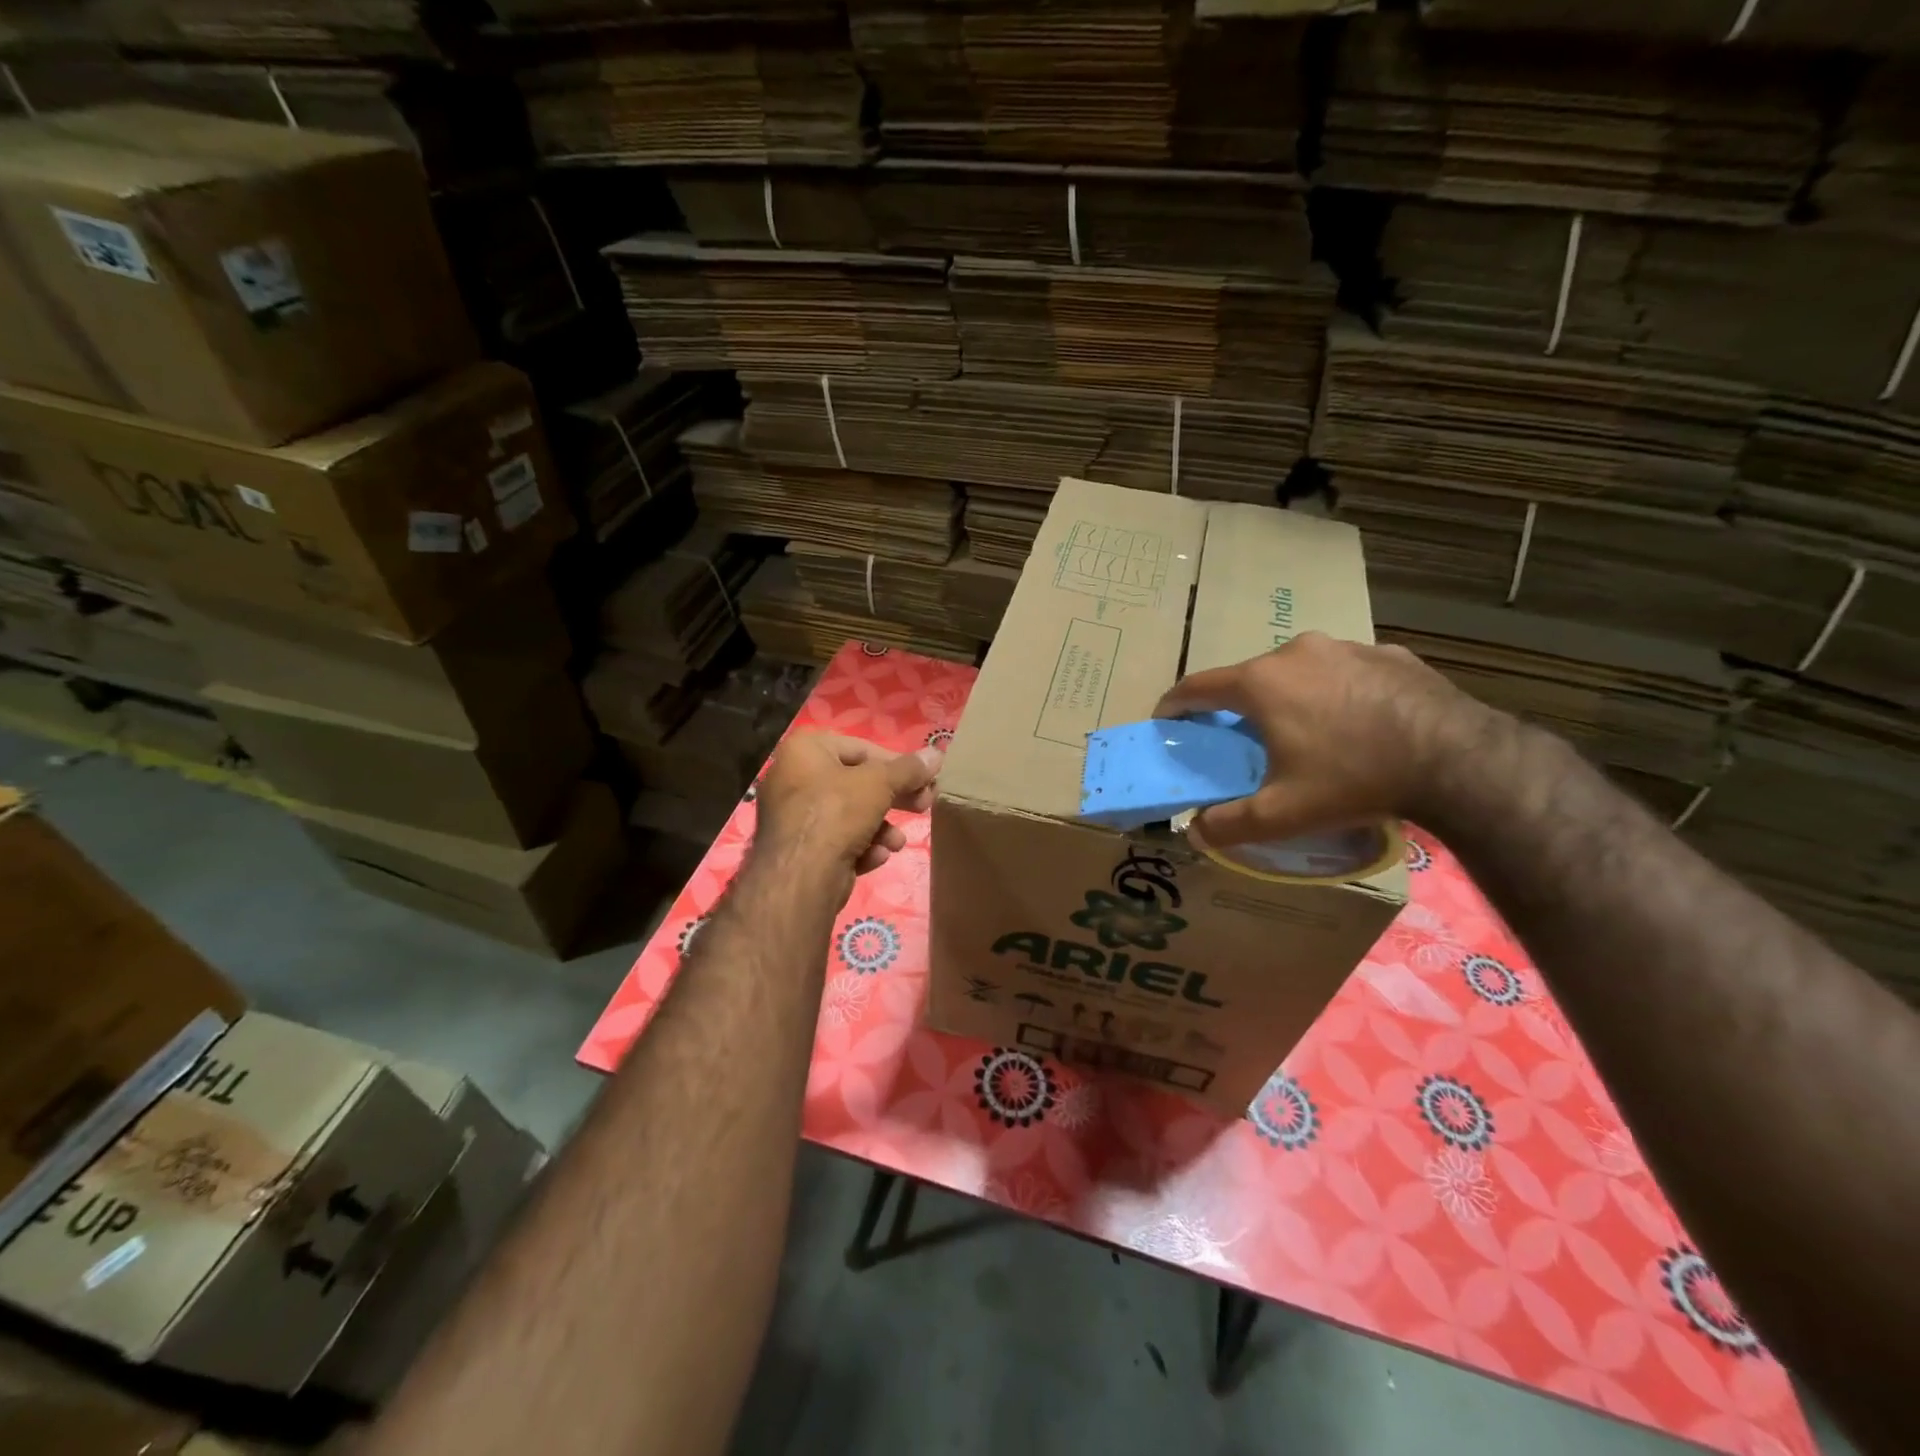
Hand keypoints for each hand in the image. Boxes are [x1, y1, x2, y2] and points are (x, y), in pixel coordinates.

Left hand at [754, 732, 941, 882]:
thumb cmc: (837, 812)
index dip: (898, 764)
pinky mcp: (799, 849)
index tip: (925, 779)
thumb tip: (935, 753)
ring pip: (851, 815)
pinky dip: (860, 847)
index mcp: (805, 749)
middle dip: (893, 798)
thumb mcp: (880, 783)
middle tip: (923, 806)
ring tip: (896, 843)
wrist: (800, 876)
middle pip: (858, 783)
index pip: (862, 748)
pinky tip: (875, 857)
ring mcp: (794, 816)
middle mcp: (794, 777)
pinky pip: (838, 841)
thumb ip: (909, 769)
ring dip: (881, 829)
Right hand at [1152, 632, 1496, 848]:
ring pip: (1300, 671)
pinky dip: (1337, 693)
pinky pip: (1346, 672)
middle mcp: (1296, 652)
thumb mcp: (1282, 814)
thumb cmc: (1353, 779)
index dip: (1175, 704)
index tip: (1166, 720)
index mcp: (1261, 682)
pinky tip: (1357, 724)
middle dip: (1238, 705)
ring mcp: (1346, 647)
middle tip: (1243, 739)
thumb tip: (1195, 831)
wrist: (1457, 760)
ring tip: (1306, 732)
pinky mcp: (1390, 654)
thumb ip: (1228, 824)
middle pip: (1250, 677)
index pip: (1198, 686)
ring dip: (1290, 696)